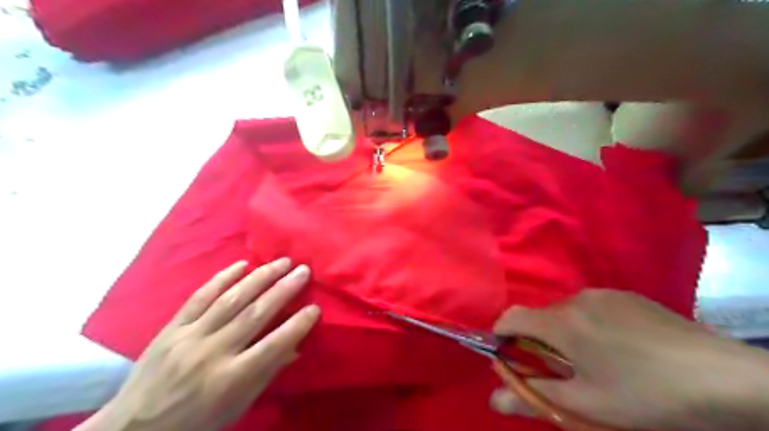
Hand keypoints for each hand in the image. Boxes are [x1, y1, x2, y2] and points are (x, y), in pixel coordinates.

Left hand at [82, 258, 321, 430]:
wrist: (134, 429)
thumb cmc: (196, 422)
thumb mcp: (237, 407)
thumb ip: (266, 374)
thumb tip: (295, 347)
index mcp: (230, 379)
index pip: (273, 346)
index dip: (297, 325)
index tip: (315, 307)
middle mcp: (212, 353)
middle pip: (255, 314)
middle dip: (283, 289)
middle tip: (304, 270)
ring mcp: (189, 336)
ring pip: (231, 299)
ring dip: (260, 277)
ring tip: (282, 262)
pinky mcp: (171, 328)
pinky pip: (199, 297)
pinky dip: (222, 278)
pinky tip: (242, 264)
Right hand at [489, 290, 768, 430]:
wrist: (723, 378)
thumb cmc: (644, 394)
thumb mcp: (586, 405)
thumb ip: (534, 397)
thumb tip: (493, 400)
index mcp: (560, 323)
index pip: (511, 317)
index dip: (501, 335)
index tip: (509, 357)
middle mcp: (575, 299)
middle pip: (539, 316)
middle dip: (538, 341)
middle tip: (561, 371)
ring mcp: (602, 294)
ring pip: (565, 311)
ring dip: (564, 333)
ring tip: (593, 361)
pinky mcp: (625, 295)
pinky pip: (590, 306)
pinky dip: (587, 324)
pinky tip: (618, 347)